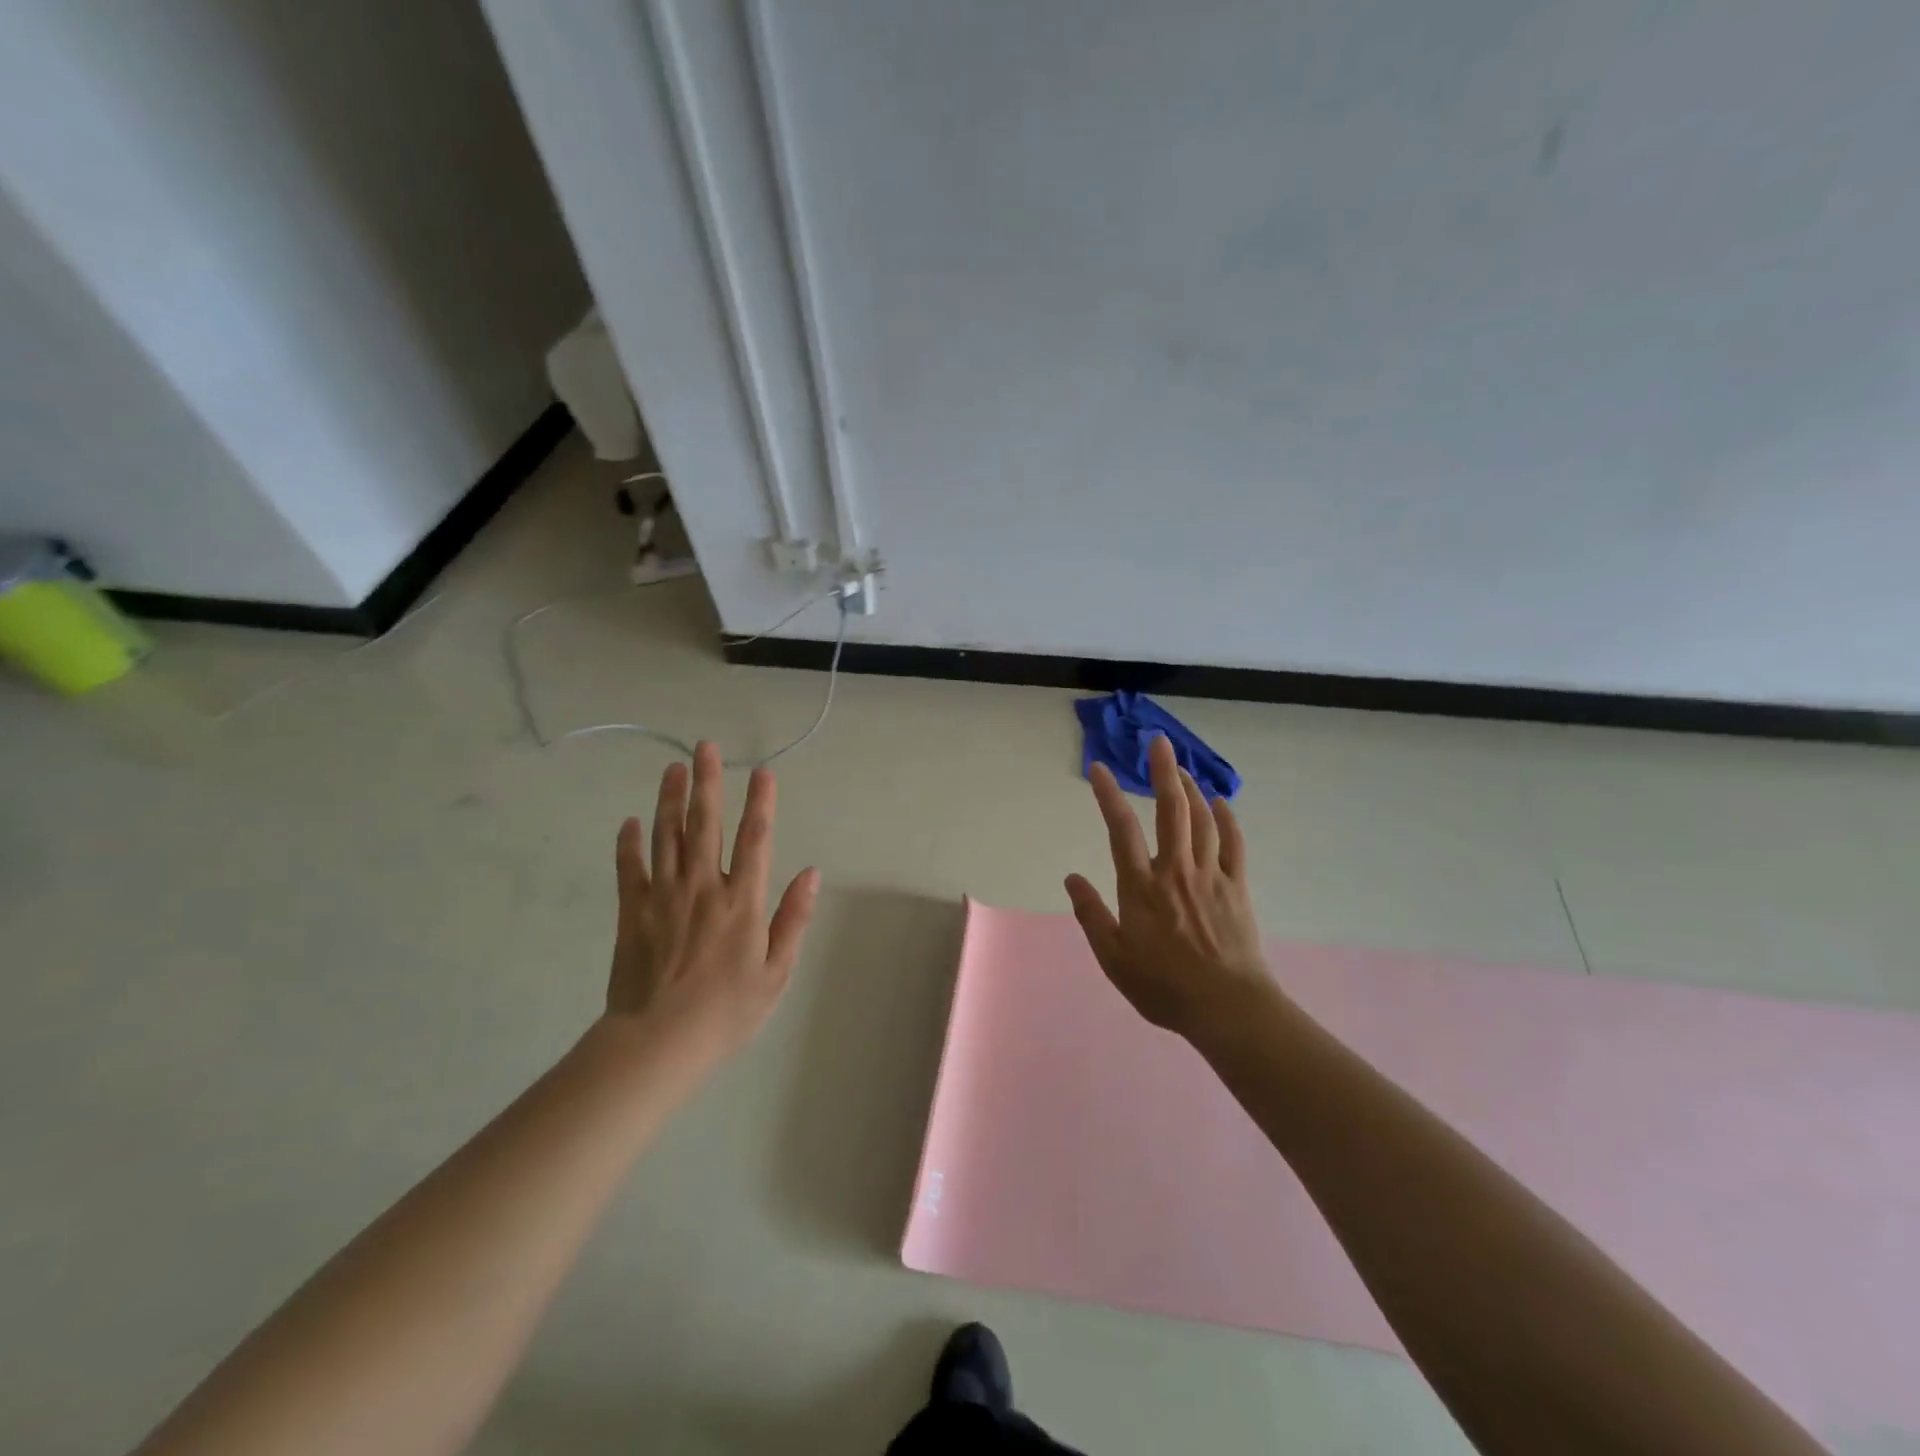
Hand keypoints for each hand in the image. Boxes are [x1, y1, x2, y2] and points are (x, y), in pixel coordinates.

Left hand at [605, 741, 819, 1059]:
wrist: (657, 1043)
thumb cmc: (727, 1012)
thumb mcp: (776, 972)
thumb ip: (793, 919)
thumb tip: (812, 873)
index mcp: (742, 901)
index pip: (755, 839)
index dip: (762, 803)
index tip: (764, 772)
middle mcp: (703, 887)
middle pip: (705, 824)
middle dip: (708, 782)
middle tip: (705, 747)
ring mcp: (663, 896)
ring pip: (666, 836)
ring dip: (670, 799)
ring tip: (673, 768)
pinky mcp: (632, 912)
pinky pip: (630, 868)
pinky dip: (629, 843)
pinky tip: (630, 821)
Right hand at [1065, 734, 1272, 1038]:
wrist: (1227, 1007)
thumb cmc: (1163, 986)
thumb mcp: (1113, 958)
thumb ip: (1091, 915)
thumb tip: (1071, 877)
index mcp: (1141, 887)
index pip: (1120, 829)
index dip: (1108, 795)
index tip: (1098, 768)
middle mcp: (1175, 870)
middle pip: (1170, 810)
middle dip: (1163, 771)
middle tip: (1158, 741)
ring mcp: (1210, 875)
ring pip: (1201, 819)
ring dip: (1190, 788)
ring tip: (1180, 767)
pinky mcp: (1236, 886)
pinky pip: (1233, 843)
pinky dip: (1227, 818)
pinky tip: (1220, 802)